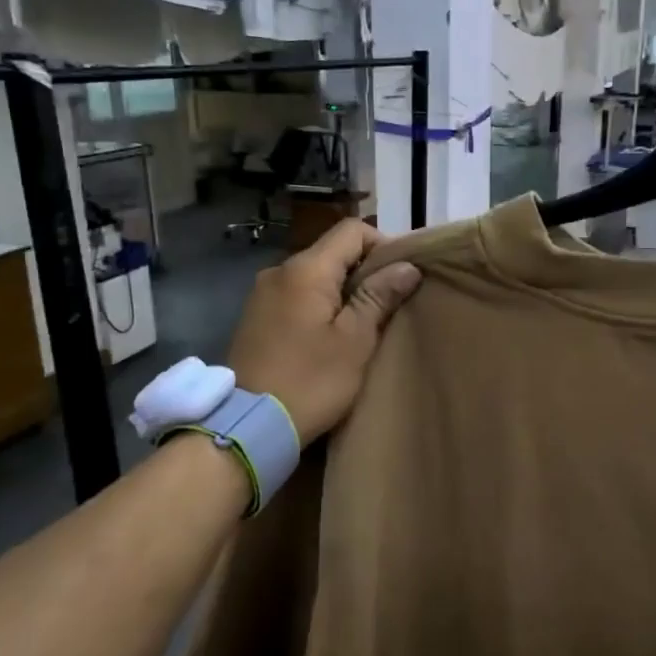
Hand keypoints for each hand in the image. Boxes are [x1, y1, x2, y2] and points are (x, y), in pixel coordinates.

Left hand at [228, 220, 422, 441]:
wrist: (248, 426)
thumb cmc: (311, 381)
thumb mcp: (355, 340)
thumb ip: (379, 297)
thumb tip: (407, 266)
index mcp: (305, 269)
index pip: (352, 230)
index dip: (384, 245)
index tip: (402, 277)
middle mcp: (279, 271)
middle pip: (332, 252)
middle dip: (365, 271)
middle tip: (390, 304)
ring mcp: (262, 294)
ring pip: (315, 276)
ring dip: (343, 291)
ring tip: (364, 323)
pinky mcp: (255, 318)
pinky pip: (297, 297)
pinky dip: (320, 306)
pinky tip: (331, 336)